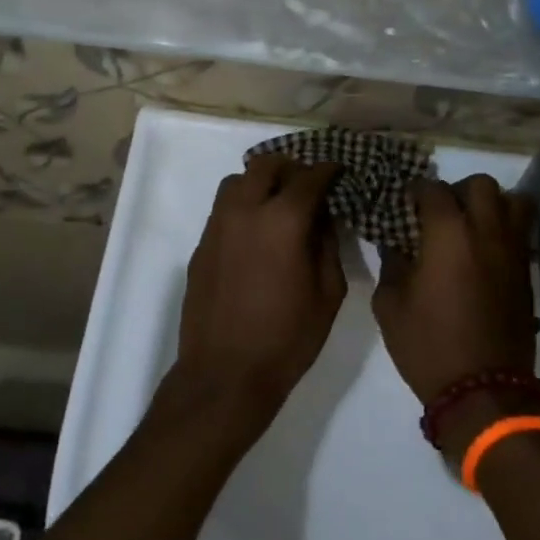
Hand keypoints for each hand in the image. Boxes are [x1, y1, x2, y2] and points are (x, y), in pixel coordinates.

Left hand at [176, 154, 347, 415]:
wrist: (225, 374)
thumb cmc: (287, 339)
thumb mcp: (328, 294)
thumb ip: (328, 245)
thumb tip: (323, 217)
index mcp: (282, 220)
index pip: (309, 177)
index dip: (328, 170)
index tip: (339, 171)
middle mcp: (245, 211)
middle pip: (266, 165)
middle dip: (291, 167)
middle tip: (308, 185)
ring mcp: (217, 226)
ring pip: (237, 181)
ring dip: (261, 182)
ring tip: (278, 203)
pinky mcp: (201, 245)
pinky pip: (223, 208)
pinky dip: (242, 206)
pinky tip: (255, 232)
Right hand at [373, 175, 537, 406]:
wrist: (484, 390)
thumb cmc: (428, 346)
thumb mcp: (390, 305)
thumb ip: (391, 264)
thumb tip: (397, 244)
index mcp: (448, 235)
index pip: (434, 190)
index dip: (416, 191)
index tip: (406, 203)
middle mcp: (486, 233)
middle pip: (480, 184)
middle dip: (458, 190)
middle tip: (441, 213)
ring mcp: (513, 252)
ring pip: (513, 201)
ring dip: (491, 204)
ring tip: (471, 225)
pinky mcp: (527, 273)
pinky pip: (522, 232)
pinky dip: (505, 229)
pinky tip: (485, 251)